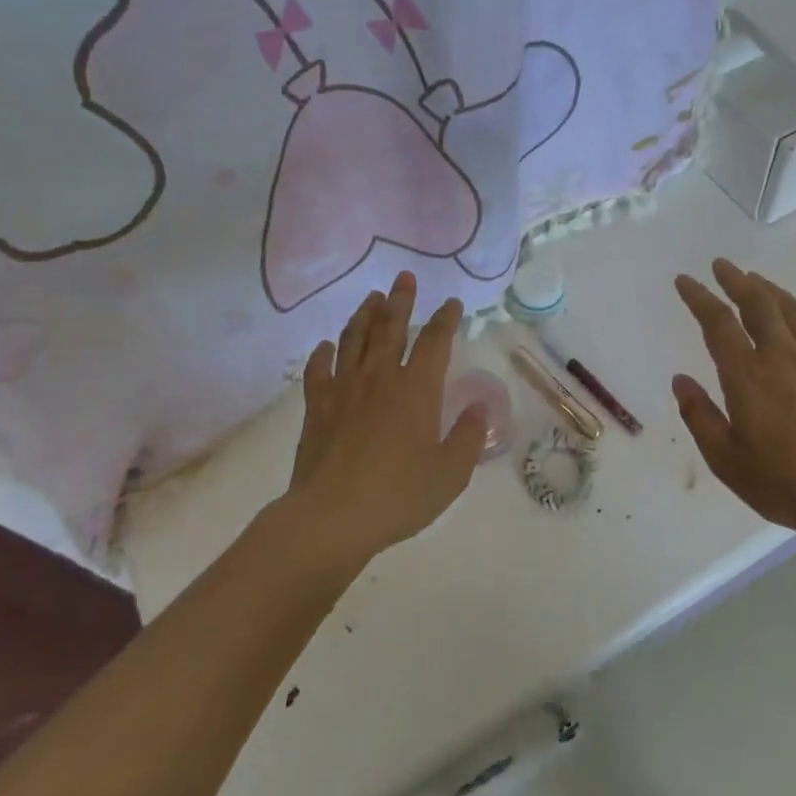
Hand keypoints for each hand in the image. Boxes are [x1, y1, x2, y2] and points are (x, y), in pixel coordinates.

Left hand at [274, 272, 486, 573]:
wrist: (332, 517)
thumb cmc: (399, 496)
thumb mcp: (450, 473)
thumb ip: (469, 437)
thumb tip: (479, 407)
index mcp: (417, 390)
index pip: (435, 342)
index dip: (445, 319)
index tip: (451, 303)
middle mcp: (380, 378)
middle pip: (390, 327)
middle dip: (400, 300)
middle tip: (403, 277)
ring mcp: (344, 389)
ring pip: (354, 339)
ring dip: (364, 315)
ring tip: (371, 298)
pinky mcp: (316, 407)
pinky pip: (318, 370)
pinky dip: (323, 354)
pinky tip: (326, 346)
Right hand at [672, 259, 795, 537]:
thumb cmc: (784, 482)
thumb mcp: (726, 459)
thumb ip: (699, 416)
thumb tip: (680, 380)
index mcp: (747, 376)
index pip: (717, 323)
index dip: (699, 298)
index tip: (685, 280)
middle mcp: (781, 356)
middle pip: (757, 304)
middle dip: (736, 281)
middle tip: (721, 266)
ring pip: (791, 309)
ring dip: (769, 289)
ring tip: (754, 280)